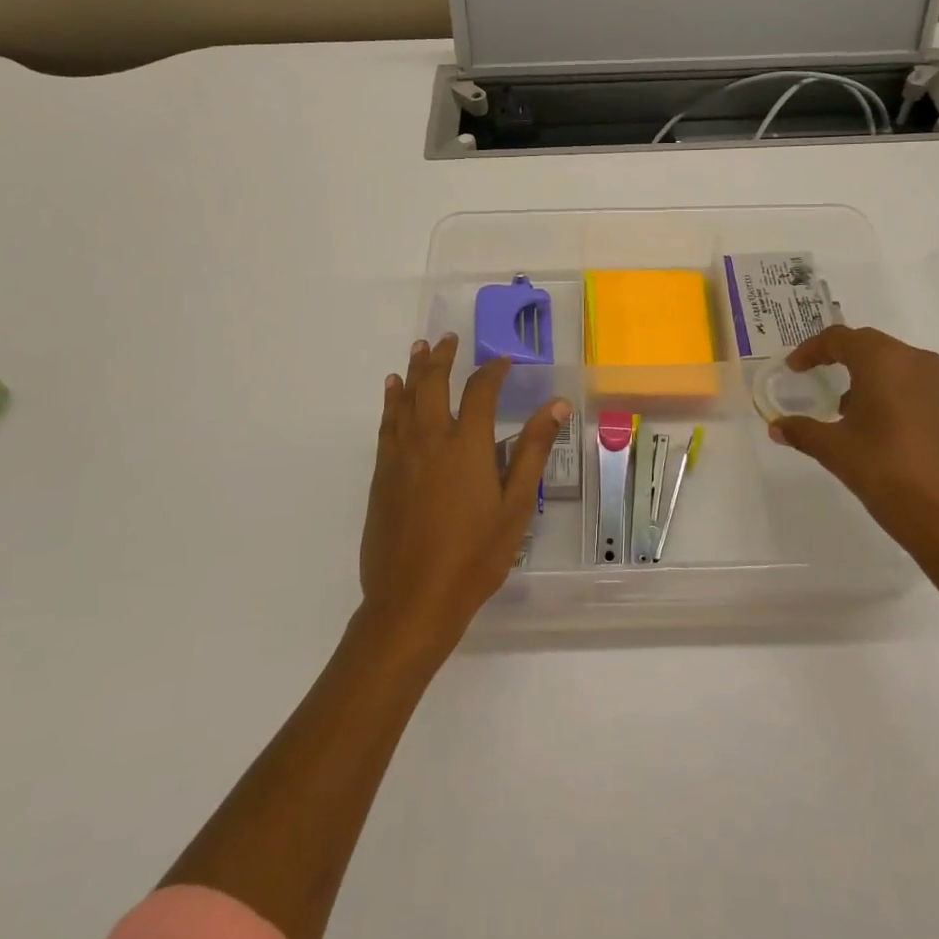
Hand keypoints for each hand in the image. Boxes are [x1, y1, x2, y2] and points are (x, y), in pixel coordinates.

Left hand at [360, 334, 567, 654]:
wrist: (413, 600)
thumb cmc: (474, 556)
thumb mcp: (516, 505)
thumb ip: (532, 450)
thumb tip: (557, 405)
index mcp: (467, 445)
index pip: (481, 390)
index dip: (493, 369)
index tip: (504, 360)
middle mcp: (430, 439)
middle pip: (433, 383)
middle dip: (442, 357)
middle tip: (449, 338)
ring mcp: (400, 455)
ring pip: (405, 399)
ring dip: (413, 370)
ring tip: (420, 349)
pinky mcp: (381, 475)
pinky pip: (387, 424)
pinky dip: (391, 401)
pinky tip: (393, 391)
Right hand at [767, 326, 938, 584]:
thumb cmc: (887, 473)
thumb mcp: (834, 451)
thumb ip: (802, 431)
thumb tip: (777, 427)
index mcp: (884, 361)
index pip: (840, 338)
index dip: (812, 349)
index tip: (794, 368)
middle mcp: (919, 363)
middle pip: (873, 347)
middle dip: (843, 360)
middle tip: (820, 379)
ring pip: (901, 368)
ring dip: (874, 379)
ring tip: (853, 411)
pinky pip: (922, 391)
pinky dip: (899, 398)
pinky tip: (889, 431)